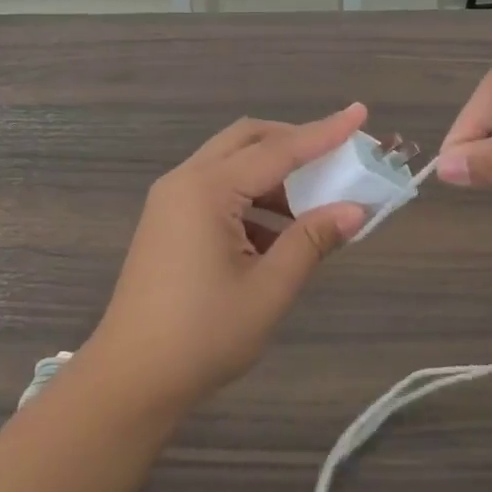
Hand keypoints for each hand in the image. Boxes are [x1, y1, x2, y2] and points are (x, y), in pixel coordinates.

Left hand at [79, 105, 369, 415]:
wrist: (132, 378)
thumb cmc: (203, 335)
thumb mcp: (268, 289)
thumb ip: (311, 241)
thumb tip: (355, 210)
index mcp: (207, 189)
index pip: (278, 150)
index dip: (324, 133)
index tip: (359, 113)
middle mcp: (185, 181)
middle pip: (247, 140)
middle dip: (294, 142)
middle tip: (337, 155)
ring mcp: (171, 200)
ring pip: (231, 164)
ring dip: (274, 175)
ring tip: (317, 201)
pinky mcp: (168, 221)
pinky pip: (217, 191)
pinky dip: (252, 198)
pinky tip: (280, 232)